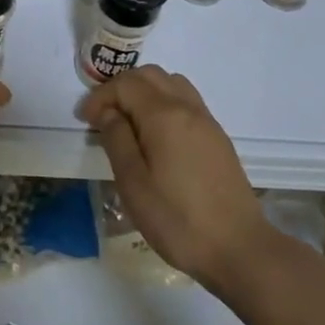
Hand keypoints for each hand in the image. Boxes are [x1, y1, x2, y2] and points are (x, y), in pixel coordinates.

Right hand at [77, 65, 266, 288]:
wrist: (239, 249)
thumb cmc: (178, 220)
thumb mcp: (133, 184)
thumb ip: (117, 140)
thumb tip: (108, 112)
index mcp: (164, 115)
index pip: (125, 84)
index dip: (100, 96)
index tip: (85, 120)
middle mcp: (187, 108)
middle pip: (149, 75)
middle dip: (121, 88)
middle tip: (103, 116)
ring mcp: (206, 121)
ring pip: (171, 83)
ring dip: (145, 91)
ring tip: (129, 121)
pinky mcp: (217, 137)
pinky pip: (186, 100)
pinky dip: (164, 102)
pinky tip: (157, 135)